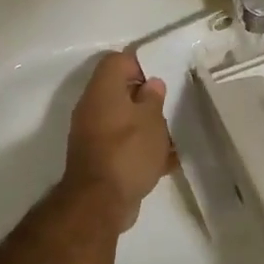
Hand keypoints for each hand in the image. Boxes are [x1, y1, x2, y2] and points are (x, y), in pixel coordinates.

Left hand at [63, 51, 175, 227]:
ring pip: (123, 119)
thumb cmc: (128, 152)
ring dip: (145, 125)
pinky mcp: (98, 158)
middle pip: (120, 91)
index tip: (162, 77)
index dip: (140, 63)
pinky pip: (122, 144)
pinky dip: (140, 148)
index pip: (117, 61)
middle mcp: (92, 108)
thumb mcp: (151, 120)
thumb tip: (151, 83)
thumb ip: (153, 98)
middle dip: (146, 98)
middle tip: (169, 106)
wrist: (100, 202)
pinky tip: (164, 161)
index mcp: (102, 90)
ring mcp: (92, 134)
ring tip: (171, 136)